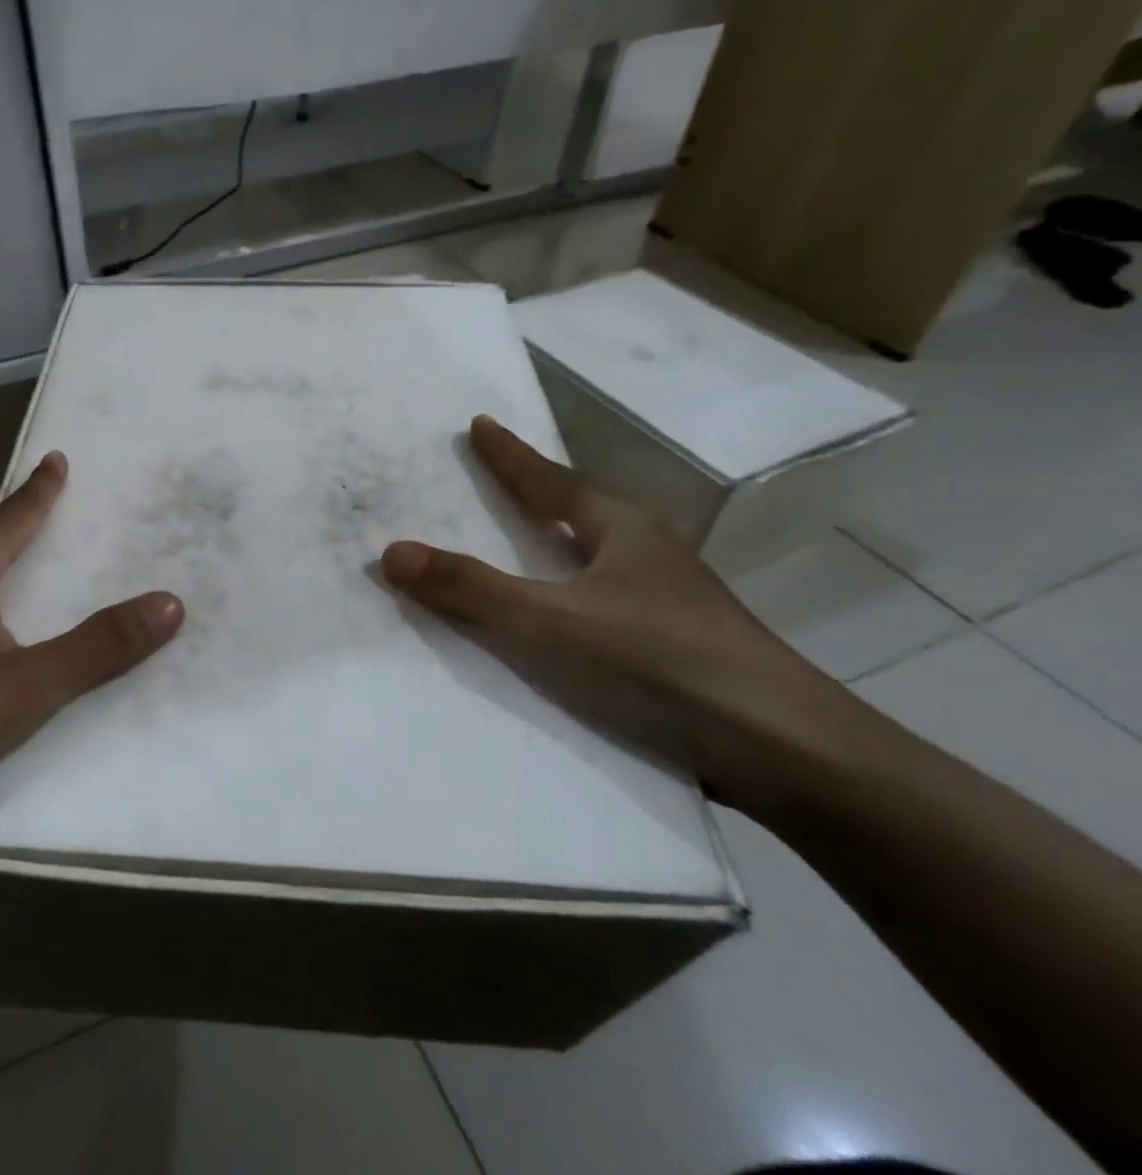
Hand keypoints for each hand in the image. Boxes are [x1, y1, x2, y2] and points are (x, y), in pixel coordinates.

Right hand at [380, 416, 874, 813]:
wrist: (784, 750)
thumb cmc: (658, 662)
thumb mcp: (549, 622)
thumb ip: (470, 589)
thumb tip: (391, 552)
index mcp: (621, 530)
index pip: (550, 479)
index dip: (510, 455)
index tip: (480, 423)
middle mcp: (646, 554)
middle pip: (577, 510)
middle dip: (534, 492)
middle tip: (493, 478)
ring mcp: (667, 601)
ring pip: (593, 558)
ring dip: (553, 545)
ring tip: (518, 543)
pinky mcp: (674, 646)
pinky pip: (599, 602)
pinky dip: (566, 595)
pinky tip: (556, 620)